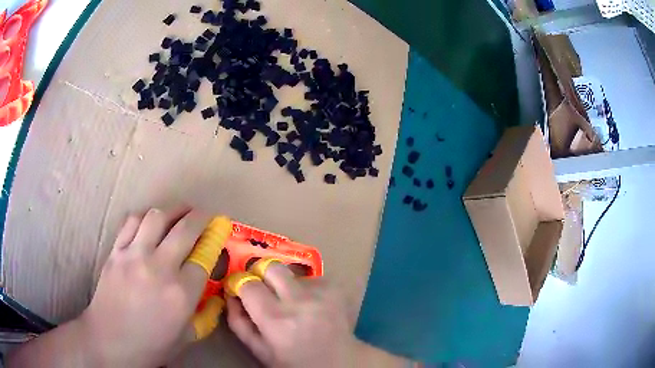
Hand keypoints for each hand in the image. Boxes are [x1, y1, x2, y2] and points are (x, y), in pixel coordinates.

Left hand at [78, 208, 225, 366]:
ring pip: (157, 217)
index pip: (204, 257)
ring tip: (178, 214)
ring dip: (173, 211)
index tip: (219, 234)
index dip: (214, 241)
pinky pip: (132, 222)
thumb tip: (216, 297)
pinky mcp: (116, 251)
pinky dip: (145, 217)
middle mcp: (159, 267)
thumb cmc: (152, 344)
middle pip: (185, 228)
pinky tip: (150, 222)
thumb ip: (206, 315)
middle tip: (205, 216)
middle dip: (201, 217)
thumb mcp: (187, 337)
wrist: (111, 340)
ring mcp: (134, 255)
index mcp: (181, 293)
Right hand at [226, 260, 358, 367]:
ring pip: (293, 273)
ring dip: (288, 285)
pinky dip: (308, 289)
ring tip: (295, 305)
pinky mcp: (337, 288)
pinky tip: (313, 306)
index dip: (240, 283)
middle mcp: (299, 300)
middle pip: (271, 267)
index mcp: (275, 319)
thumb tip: (230, 294)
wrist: (338, 363)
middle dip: (262, 274)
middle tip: (265, 289)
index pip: (248, 283)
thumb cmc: (294, 361)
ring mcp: (322, 292)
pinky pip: (313, 278)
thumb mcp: (260, 350)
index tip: (240, 287)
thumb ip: (239, 322)